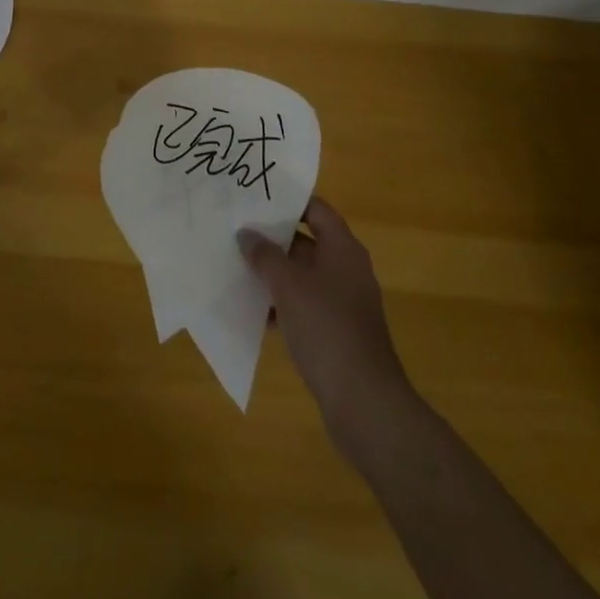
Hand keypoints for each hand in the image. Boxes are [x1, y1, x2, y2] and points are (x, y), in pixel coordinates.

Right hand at [240, 196, 415, 464]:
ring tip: (236, 268)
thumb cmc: (326, 329)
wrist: (363, 401)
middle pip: (306, 242)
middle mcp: (346, 269)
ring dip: (273, 274)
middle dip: (272, 239)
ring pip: (301, 276)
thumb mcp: (288, 285)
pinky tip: (255, 312)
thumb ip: (264, 255)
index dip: (288, 201)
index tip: (256, 197)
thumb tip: (246, 234)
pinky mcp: (335, 331)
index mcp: (343, 249)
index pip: (316, 209)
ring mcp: (342, 302)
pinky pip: (304, 305)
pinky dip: (282, 304)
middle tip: (236, 231)